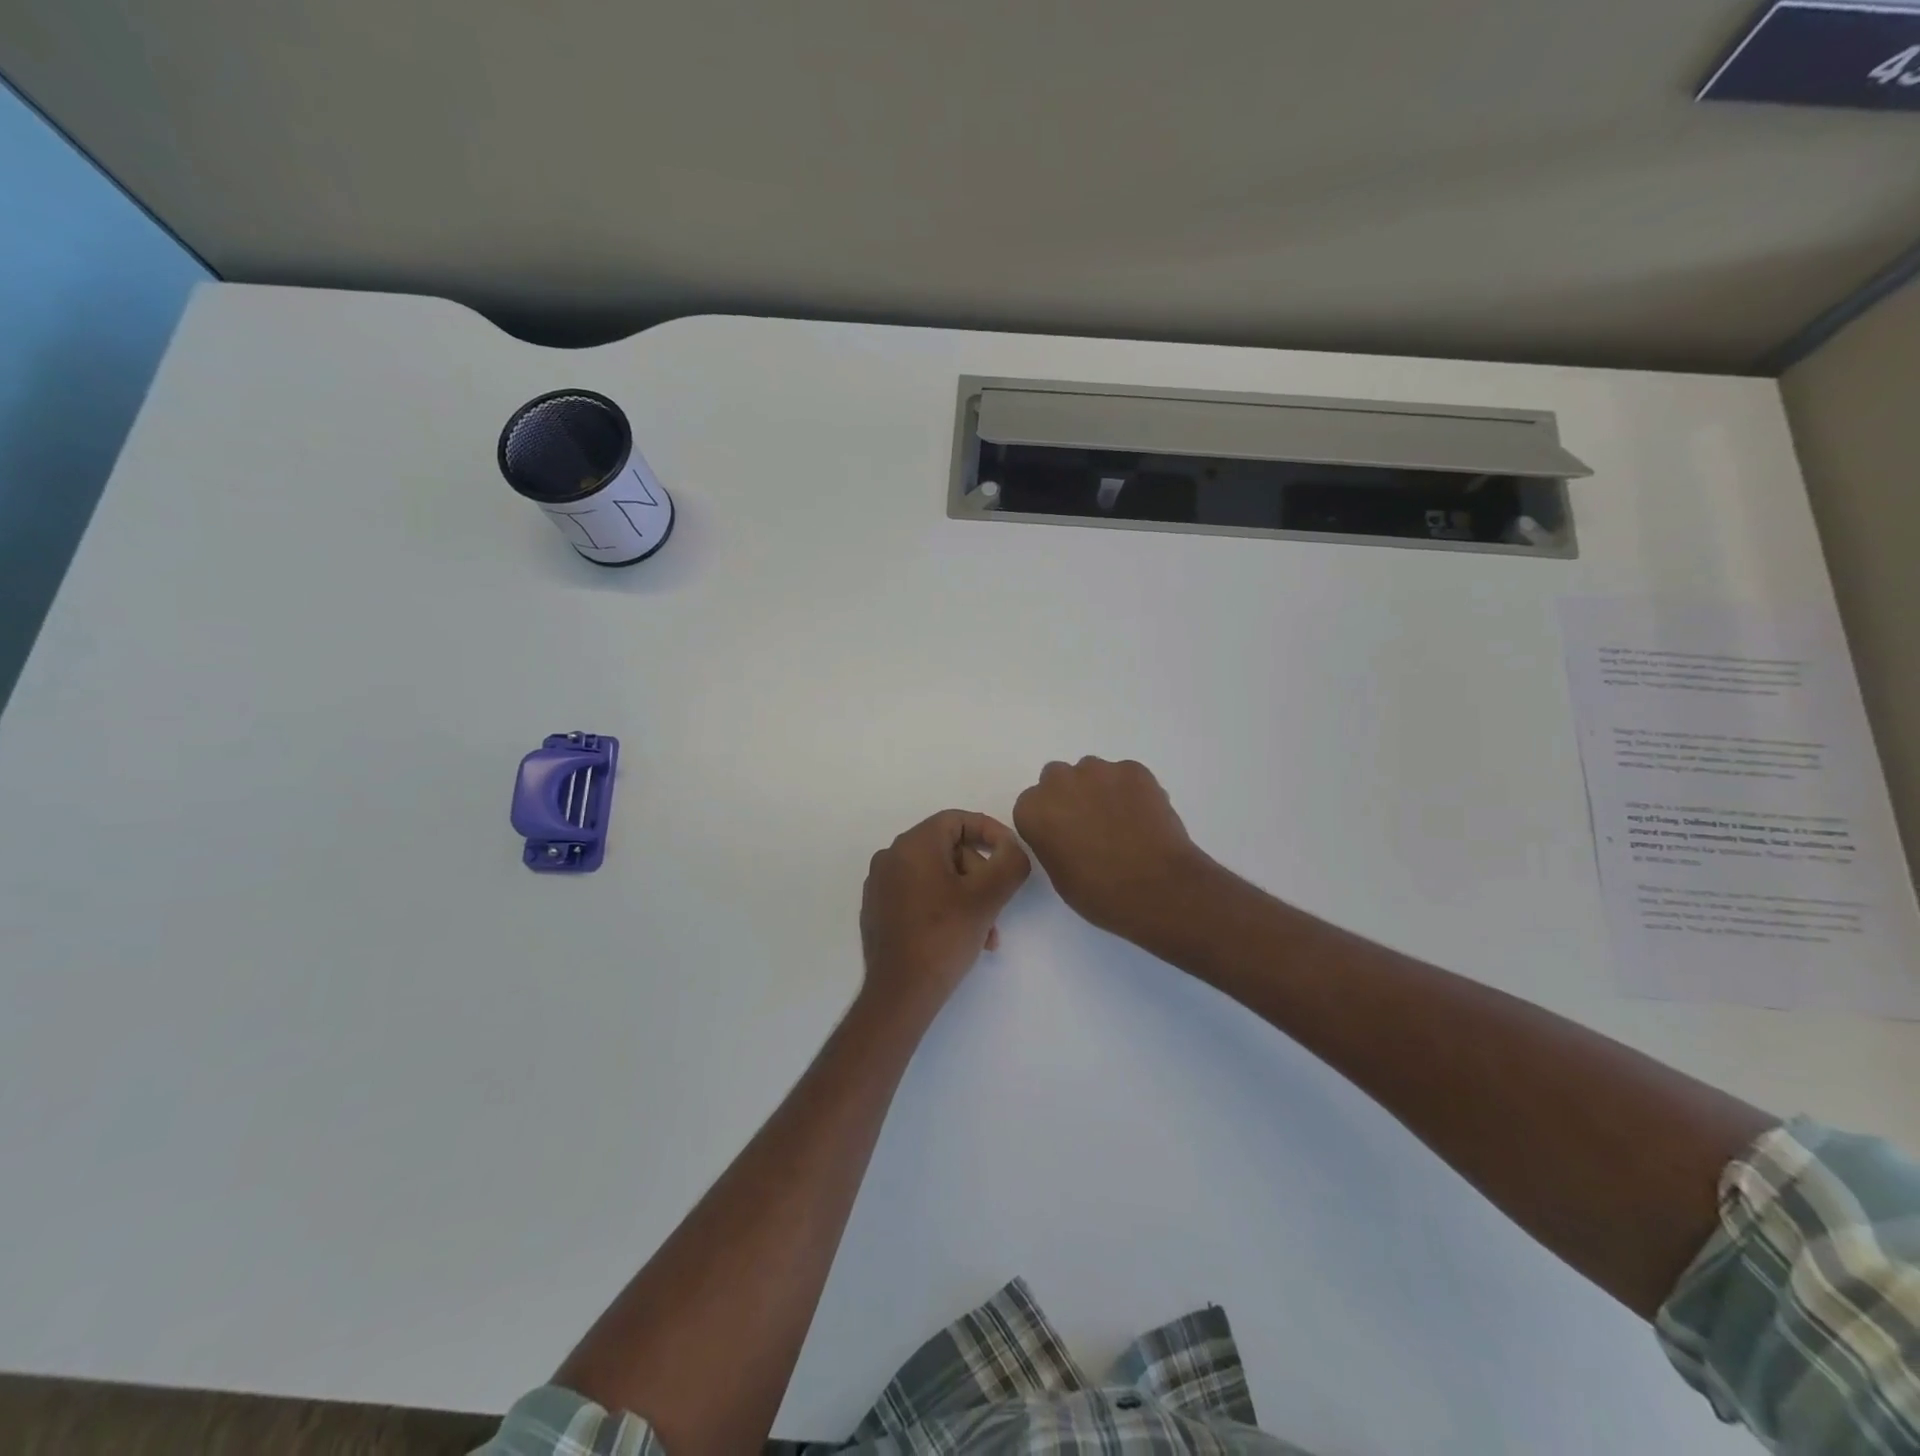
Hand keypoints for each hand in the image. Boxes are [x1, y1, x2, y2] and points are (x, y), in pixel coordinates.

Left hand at [859, 811, 1030, 1018]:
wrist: (899, 993)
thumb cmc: (944, 937)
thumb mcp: (988, 897)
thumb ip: (1009, 863)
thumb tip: (1011, 848)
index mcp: (912, 845)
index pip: (957, 820)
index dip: (990, 832)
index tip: (1012, 855)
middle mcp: (891, 857)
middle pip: (948, 849)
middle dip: (980, 874)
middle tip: (998, 904)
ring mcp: (880, 884)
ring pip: (937, 875)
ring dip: (967, 896)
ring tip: (986, 932)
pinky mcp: (878, 909)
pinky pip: (919, 894)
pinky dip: (945, 906)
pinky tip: (962, 937)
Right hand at [1013, 758, 1208, 942]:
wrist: (1157, 888)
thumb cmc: (1100, 893)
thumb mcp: (1059, 874)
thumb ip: (1053, 841)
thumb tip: (1068, 833)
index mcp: (1033, 810)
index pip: (1032, 805)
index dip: (1049, 821)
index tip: (1065, 838)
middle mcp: (1059, 782)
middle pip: (1057, 779)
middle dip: (1070, 796)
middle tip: (1091, 825)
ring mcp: (1098, 771)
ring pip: (1092, 772)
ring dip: (1099, 789)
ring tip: (1122, 821)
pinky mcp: (1134, 769)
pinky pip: (1125, 774)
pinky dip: (1130, 790)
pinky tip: (1144, 817)